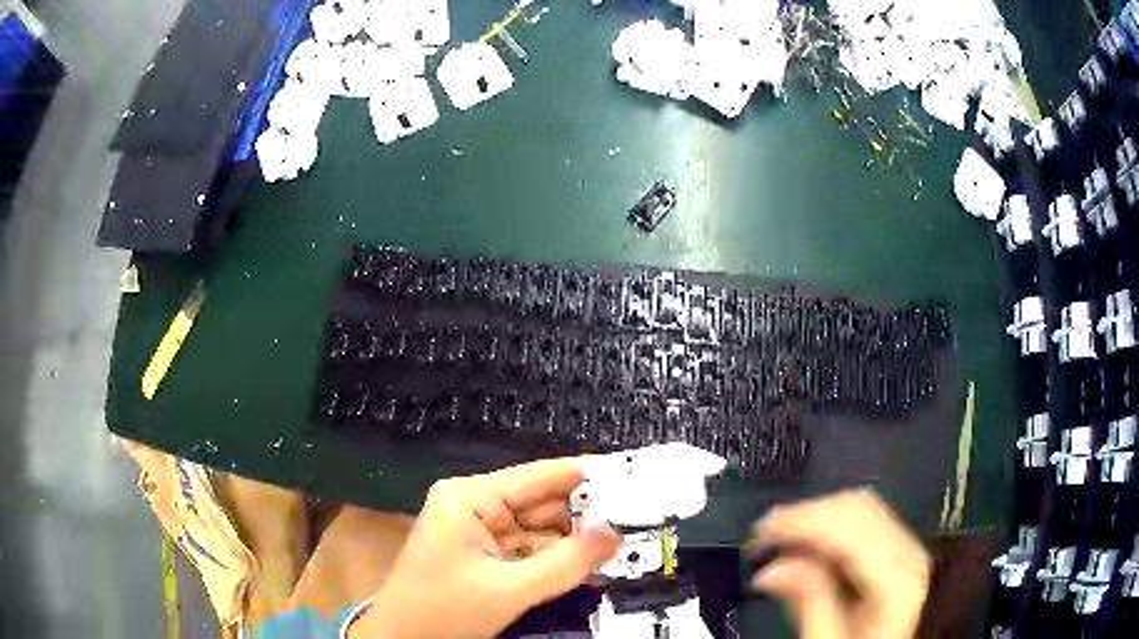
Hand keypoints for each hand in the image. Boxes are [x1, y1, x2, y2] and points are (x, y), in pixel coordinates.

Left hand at [352, 459, 620, 638]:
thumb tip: (615, 534)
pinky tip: (594, 565)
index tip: (633, 476)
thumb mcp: (508, 590)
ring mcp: (480, 531)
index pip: (539, 476)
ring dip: (577, 542)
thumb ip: (566, 563)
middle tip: (641, 518)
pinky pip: (531, 551)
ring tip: (628, 542)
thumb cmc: (443, 610)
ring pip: (541, 530)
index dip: (587, 476)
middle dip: (588, 516)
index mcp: (470, 497)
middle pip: (543, 504)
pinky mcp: (485, 555)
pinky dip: (559, 559)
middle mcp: (476, 505)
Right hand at [749, 490, 929, 638]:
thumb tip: (773, 567)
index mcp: (897, 578)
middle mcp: (909, 553)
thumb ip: (808, 604)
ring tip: (779, 540)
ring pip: (860, 507)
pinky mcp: (897, 550)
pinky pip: (863, 519)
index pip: (850, 527)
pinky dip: (829, 525)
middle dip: (806, 515)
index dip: (802, 520)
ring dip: (815, 517)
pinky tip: (806, 544)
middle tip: (763, 535)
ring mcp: (906, 548)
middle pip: (857, 508)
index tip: (761, 531)